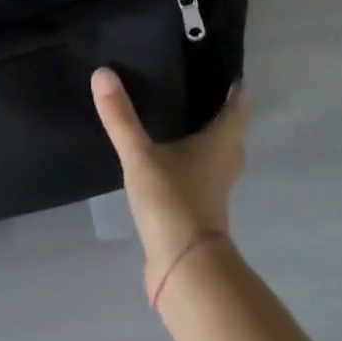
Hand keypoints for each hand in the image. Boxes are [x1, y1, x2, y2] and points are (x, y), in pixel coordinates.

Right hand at [92, 69, 248, 302]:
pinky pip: (198, 177)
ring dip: (204, 140)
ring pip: (215, 157)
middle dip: (218, 113)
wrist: (185, 271)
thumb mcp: (140, 156)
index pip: (238, 109)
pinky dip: (188, 164)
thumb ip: (121, 117)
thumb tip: (102, 72)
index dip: (236, 89)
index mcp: (220, 144)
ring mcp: (213, 192)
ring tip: (177, 118)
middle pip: (230, 133)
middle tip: (195, 88)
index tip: (226, 69)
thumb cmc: (173, 202)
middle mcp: (223, 164)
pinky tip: (164, 159)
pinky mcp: (198, 213)